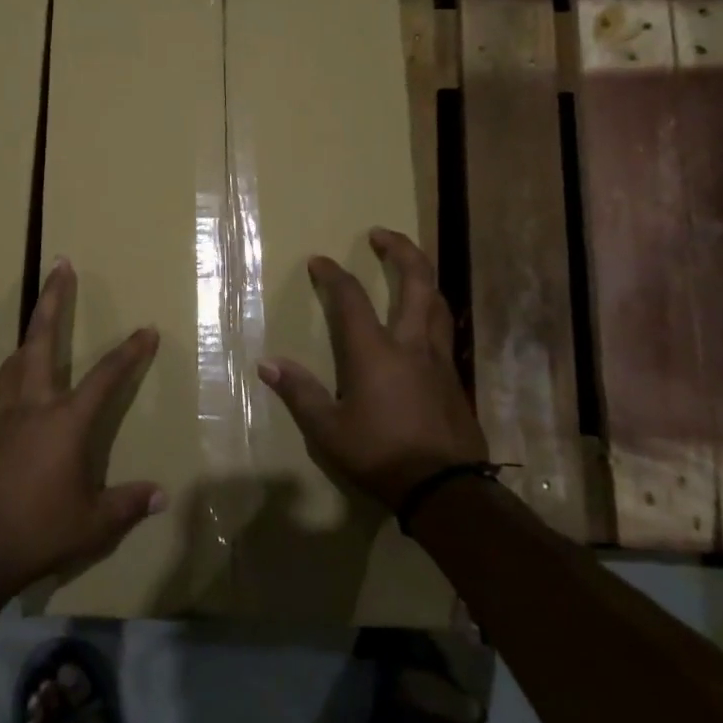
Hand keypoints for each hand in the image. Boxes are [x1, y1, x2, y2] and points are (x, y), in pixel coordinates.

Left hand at [0, 259, 164, 606]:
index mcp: (64, 422)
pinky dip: (15, 377)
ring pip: (15, 362)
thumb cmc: (36, 533)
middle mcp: (31, 407)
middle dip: (53, 299)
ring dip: (30, 334)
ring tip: (38, 321)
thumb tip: (161, 495)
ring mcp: (0, 419)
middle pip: (42, 339)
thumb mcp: (91, 524)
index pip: (105, 376)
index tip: (146, 329)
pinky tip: (21, 394)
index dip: (129, 352)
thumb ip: (127, 505)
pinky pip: (1, 393)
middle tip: (61, 265)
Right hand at [257, 227, 487, 510]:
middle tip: (381, 234)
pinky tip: (424, 322)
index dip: (333, 275)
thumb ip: (299, 393)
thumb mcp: (329, 431)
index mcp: (375, 352)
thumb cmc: (381, 455)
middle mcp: (411, 344)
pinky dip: (432, 311)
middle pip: (416, 282)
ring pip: (438, 303)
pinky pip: (445, 330)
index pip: (351, 298)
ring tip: (408, 268)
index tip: (318, 261)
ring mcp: (439, 359)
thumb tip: (268, 363)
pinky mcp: (454, 378)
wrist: (446, 488)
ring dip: (422, 276)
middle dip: (401, 251)